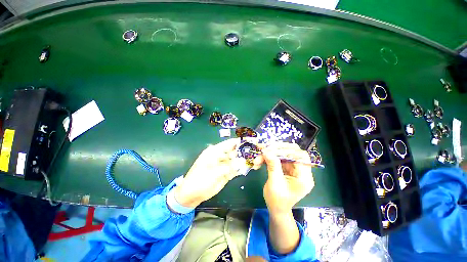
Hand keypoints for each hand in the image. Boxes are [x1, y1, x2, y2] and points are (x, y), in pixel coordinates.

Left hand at [175, 138, 261, 207]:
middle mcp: (221, 156)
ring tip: (258, 158)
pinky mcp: (226, 173)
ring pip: (237, 160)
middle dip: (246, 151)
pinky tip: (251, 166)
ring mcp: (224, 165)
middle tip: (258, 150)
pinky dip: (242, 167)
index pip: (230, 143)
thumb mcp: (214, 172)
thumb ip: (229, 166)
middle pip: (235, 151)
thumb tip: (242, 161)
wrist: (192, 195)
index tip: (252, 140)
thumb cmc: (199, 180)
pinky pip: (236, 168)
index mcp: (215, 151)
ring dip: (245, 159)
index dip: (240, 141)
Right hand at [260, 142, 314, 214]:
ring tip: (257, 159)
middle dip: (276, 150)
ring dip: (269, 154)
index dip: (286, 150)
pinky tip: (259, 161)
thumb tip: (266, 150)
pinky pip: (277, 158)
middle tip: (263, 150)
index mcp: (304, 177)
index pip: (300, 156)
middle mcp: (301, 170)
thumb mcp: (274, 184)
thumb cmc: (277, 200)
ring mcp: (293, 168)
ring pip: (282, 154)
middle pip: (291, 152)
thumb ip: (273, 166)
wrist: (276, 208)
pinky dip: (268, 158)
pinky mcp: (286, 167)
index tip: (271, 149)